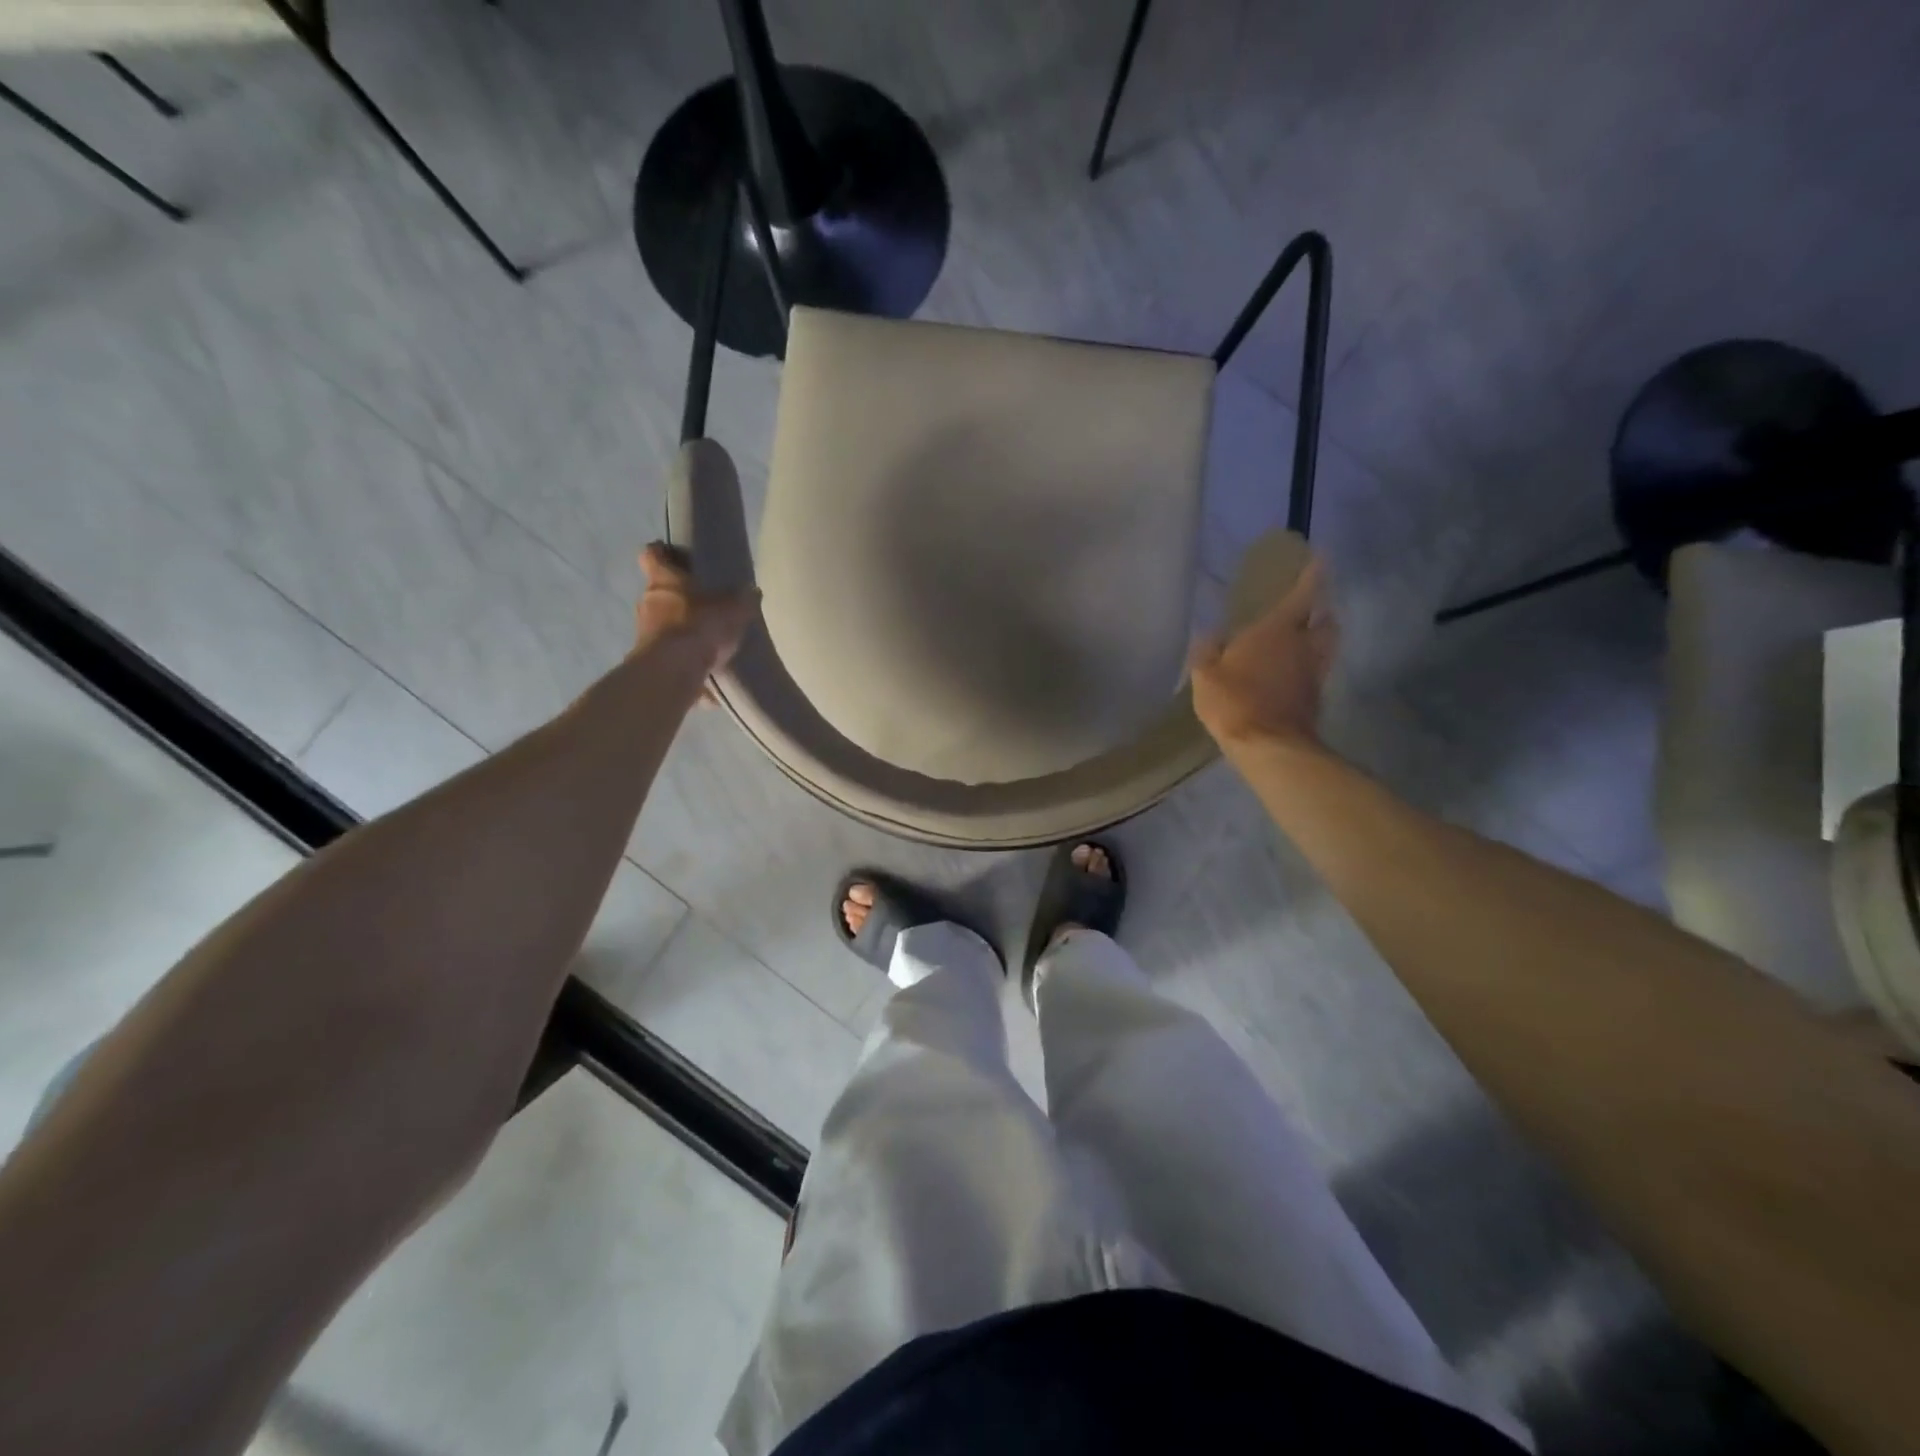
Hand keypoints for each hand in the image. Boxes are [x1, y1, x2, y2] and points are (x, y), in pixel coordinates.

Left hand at [634, 542, 759, 673]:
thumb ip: (743, 600)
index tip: (674, 555)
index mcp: (663, 579)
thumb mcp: (733, 610)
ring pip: (660, 621)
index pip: (652, 555)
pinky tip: (700, 662)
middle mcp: (647, 600)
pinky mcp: (648, 658)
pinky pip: (666, 649)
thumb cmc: (699, 626)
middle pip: (658, 591)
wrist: (673, 670)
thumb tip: (753, 591)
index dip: (662, 553)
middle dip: (677, 596)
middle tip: (701, 602)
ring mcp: (643, 631)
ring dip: (678, 626)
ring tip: (703, 636)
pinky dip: (680, 652)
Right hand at [1190, 556, 1336, 752]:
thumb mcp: (1206, 674)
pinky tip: (1293, 672)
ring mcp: (1313, 673)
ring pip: (1327, 646)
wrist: (1268, 746)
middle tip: (1310, 609)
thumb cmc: (1234, 701)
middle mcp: (1303, 645)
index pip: (1303, 594)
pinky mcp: (1315, 697)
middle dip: (1321, 611)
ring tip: (1304, 639)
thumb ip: (1207, 651)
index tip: (1321, 559)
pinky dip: (1310, 665)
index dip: (1313, 575)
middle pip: (1326, 620)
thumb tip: (1210, 634)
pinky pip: (1317, 671)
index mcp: (1276, 630)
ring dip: (1321, 638)